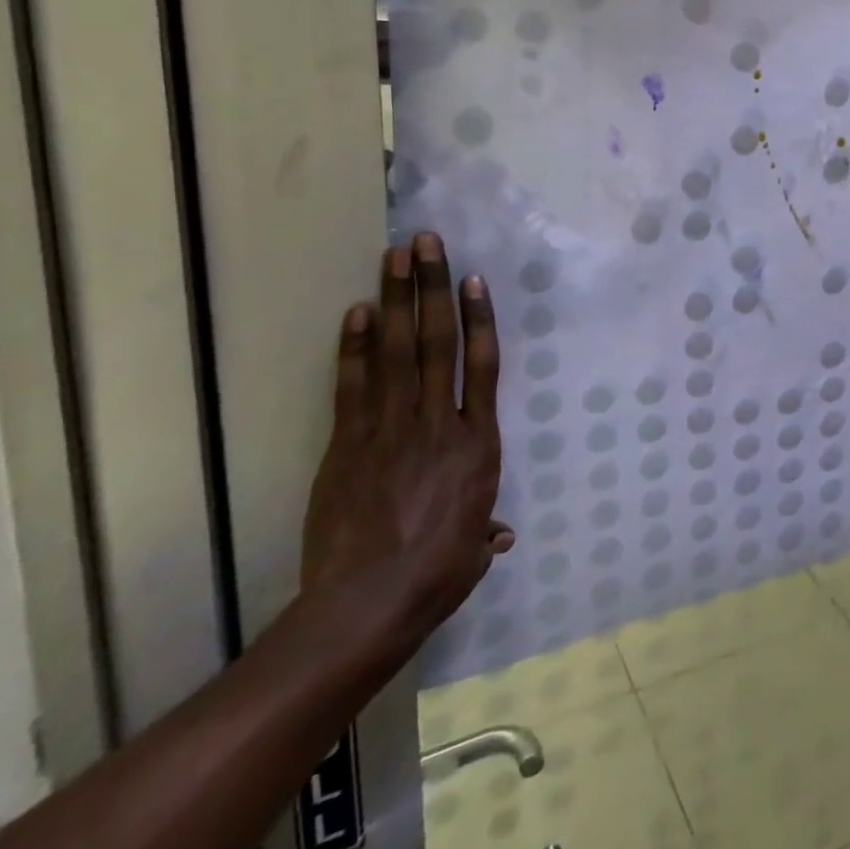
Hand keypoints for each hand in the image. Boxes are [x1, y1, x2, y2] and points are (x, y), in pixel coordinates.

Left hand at [301, 233, 513, 639]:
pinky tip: (358, 311)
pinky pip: (354, 386)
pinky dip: (356, 347)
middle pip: (438, 343)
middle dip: (432, 288)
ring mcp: (391, 430)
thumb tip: (500, 535)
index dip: (479, 318)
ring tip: (396, 257)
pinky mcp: (349, 446)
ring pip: (399, 352)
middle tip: (426, 243)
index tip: (472, 280)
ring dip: (398, 300)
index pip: (481, 366)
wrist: (366, 605)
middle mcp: (439, 423)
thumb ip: (486, 531)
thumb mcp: (473, 552)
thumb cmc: (436, 575)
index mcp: (478, 444)